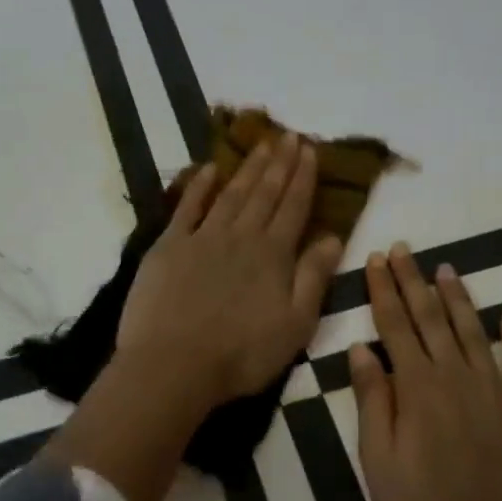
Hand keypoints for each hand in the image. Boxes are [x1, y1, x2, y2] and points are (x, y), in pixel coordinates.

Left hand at [118, 131, 343, 406]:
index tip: (310, 149)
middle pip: (264, 193)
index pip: (294, 207)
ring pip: (231, 194)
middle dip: (280, 163)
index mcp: (273, 255)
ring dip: (248, 168)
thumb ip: (314, 277)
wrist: (173, 364)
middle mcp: (240, 237)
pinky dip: (198, 186)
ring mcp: (201, 238)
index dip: (303, 177)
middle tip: (290, 135)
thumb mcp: (295, 324)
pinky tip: (209, 169)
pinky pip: (186, 208)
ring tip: (261, 144)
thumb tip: (333, 236)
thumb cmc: (241, 354)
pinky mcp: (168, 247)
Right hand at [349, 245, 501, 500]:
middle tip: (405, 250)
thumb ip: (373, 401)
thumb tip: (363, 349)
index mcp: (417, 389)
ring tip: (446, 270)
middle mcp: (457, 379)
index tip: (377, 259)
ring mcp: (498, 394)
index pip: (396, 326)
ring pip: (473, 333)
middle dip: (415, 281)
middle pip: (432, 319)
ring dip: (458, 299)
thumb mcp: (378, 463)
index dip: (384, 291)